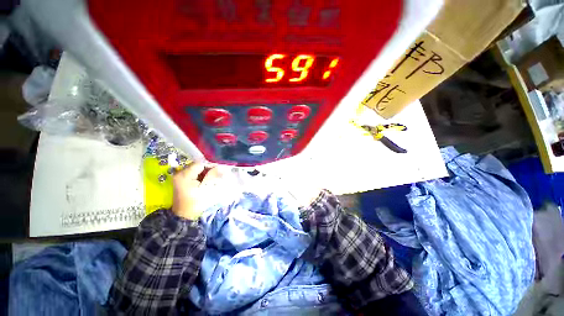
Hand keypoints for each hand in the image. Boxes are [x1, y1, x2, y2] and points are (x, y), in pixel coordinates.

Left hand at [171, 162, 224, 219]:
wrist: (185, 216)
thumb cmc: (197, 203)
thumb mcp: (207, 188)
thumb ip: (213, 175)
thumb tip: (221, 166)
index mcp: (184, 175)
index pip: (200, 163)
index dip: (211, 165)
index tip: (220, 170)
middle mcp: (179, 173)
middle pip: (198, 165)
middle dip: (208, 169)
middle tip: (218, 174)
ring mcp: (179, 176)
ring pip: (196, 169)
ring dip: (205, 172)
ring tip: (212, 178)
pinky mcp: (181, 180)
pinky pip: (193, 173)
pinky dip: (201, 175)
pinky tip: (206, 181)